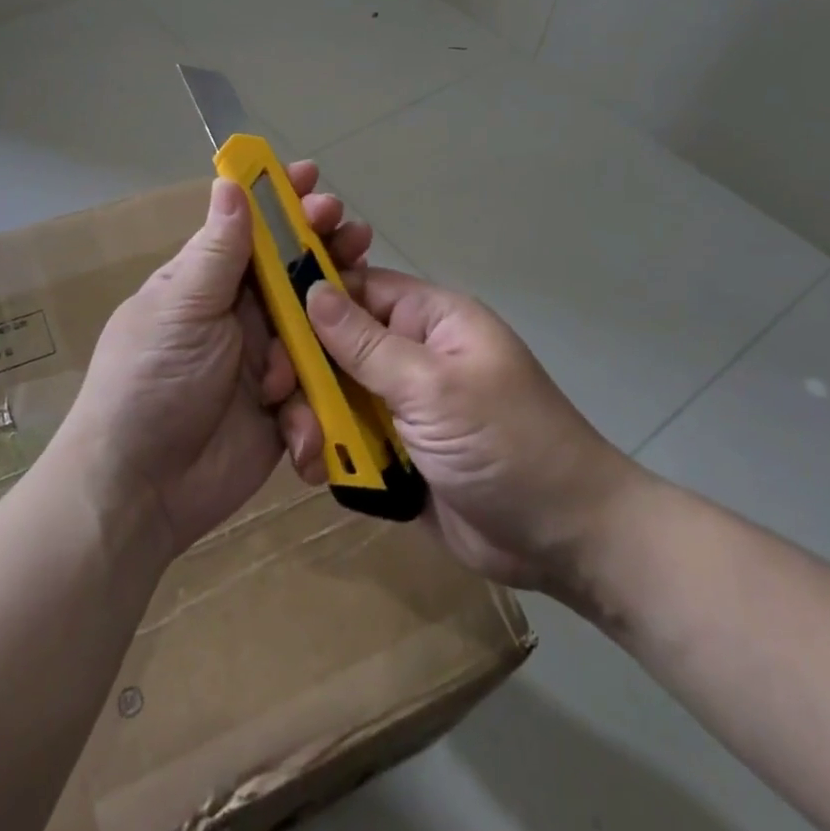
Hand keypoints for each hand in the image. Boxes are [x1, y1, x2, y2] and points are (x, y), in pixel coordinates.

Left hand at [62, 164, 372, 555]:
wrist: (139, 490)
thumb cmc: (150, 382)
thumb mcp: (181, 308)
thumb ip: (216, 252)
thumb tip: (229, 181)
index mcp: (206, 284)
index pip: (250, 231)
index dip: (281, 202)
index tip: (312, 177)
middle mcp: (238, 316)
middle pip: (293, 272)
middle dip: (324, 249)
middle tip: (352, 232)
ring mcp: (263, 361)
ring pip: (314, 325)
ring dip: (334, 313)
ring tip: (359, 292)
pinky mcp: (282, 408)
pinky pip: (316, 387)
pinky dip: (318, 392)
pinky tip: (312, 400)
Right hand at [303, 271, 644, 600]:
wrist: (563, 541)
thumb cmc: (507, 444)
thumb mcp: (433, 387)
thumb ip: (366, 344)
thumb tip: (311, 289)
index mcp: (429, 320)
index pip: (356, 289)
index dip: (310, 300)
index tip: (266, 325)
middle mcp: (410, 355)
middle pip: (335, 345)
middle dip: (304, 371)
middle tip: (276, 398)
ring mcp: (401, 405)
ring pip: (333, 394)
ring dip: (313, 418)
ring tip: (308, 451)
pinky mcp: (394, 450)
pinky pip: (345, 438)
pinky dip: (329, 452)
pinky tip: (319, 471)